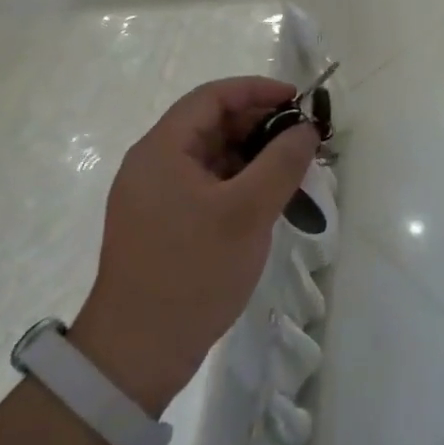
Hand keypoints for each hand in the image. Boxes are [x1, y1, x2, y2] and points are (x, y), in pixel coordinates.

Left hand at [71, 77, 316, 415]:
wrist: (136, 355)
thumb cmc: (192, 272)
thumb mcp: (247, 213)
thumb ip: (282, 162)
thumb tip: (306, 128)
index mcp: (162, 150)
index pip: (212, 97)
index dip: (257, 90)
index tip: (298, 100)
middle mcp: (153, 165)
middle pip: (212, 124)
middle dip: (260, 125)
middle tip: (303, 140)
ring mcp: (156, 197)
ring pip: (212, 157)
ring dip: (253, 156)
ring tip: (293, 172)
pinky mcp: (164, 224)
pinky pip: (207, 186)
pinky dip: (240, 183)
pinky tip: (268, 201)